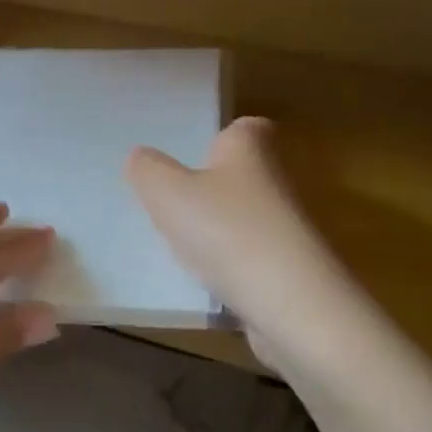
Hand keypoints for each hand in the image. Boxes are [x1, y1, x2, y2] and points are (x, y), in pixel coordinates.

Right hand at [127, 117, 359, 372]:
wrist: (291, 305)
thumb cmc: (226, 231)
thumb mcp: (167, 193)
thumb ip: (147, 170)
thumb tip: (140, 157)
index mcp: (250, 150)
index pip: (247, 127)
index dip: (222, 136)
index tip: (196, 152)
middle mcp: (277, 181)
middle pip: (245, 174)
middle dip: (214, 186)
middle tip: (173, 200)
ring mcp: (288, 228)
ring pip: (247, 218)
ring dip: (219, 229)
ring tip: (180, 244)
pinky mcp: (291, 270)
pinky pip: (252, 258)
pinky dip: (230, 266)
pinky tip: (204, 281)